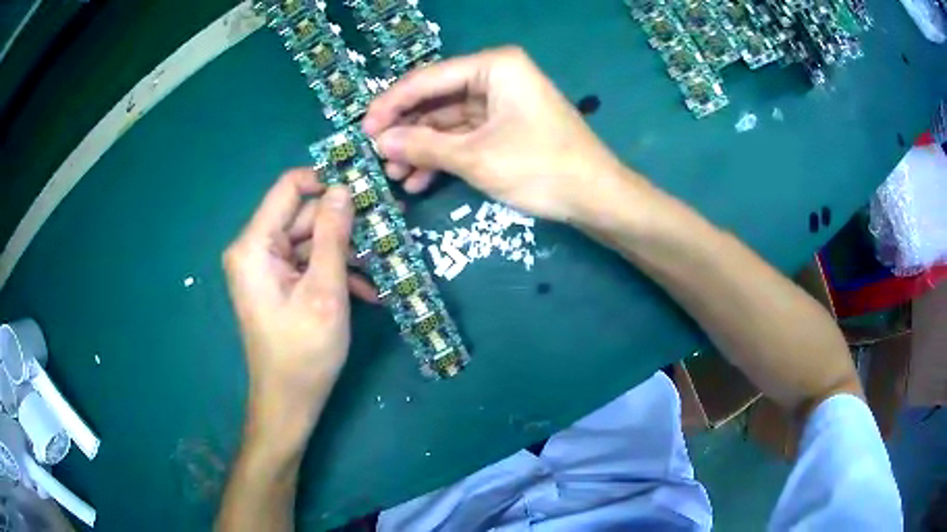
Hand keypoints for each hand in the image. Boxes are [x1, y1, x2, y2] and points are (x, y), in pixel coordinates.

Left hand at [222, 169, 372, 436]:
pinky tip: (370, 291)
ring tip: (388, 263)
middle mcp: (255, 249)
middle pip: (304, 216)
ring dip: (348, 252)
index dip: (327, 181)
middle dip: (346, 223)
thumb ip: (333, 235)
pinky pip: (309, 263)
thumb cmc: (304, 351)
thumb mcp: (325, 291)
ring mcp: (267, 267)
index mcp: (255, 245)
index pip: (290, 187)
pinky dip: (337, 272)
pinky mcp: (278, 283)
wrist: (289, 402)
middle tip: (392, 227)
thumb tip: (343, 189)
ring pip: (312, 240)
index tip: (366, 189)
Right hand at [363, 46, 635, 222]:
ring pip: (448, 121)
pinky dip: (444, 156)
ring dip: (422, 148)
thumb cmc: (541, 168)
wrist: (596, 197)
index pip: (428, 80)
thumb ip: (424, 146)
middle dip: (406, 131)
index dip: (391, 105)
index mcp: (493, 66)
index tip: (362, 130)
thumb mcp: (476, 157)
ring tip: (395, 176)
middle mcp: (496, 76)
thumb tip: (379, 142)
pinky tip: (420, 180)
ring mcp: (502, 101)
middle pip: (436, 99)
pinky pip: (465, 135)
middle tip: (376, 157)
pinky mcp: (506, 125)